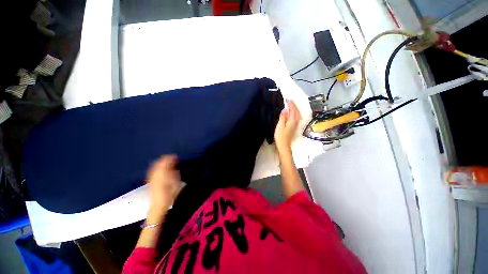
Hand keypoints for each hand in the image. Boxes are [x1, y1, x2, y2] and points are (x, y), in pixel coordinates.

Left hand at [146, 155, 180, 222]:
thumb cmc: (169, 195)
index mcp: (162, 176)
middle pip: (159, 164)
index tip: (175, 157)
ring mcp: (152, 178)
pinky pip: (153, 170)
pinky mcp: (150, 180)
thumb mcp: (175, 184)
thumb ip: (174, 174)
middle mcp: (155, 175)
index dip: (170, 159)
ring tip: (166, 160)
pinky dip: (157, 166)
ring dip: (160, 162)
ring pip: (155, 166)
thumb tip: (174, 167)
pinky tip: (159, 166)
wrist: (158, 205)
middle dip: (165, 159)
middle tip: (172, 157)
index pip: (165, 164)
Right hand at [274, 99, 300, 153]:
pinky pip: (296, 117)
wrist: (284, 145)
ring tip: (291, 105)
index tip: (288, 100)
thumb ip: (283, 117)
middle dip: (294, 106)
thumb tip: (285, 109)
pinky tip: (292, 113)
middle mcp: (296, 121)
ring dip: (295, 109)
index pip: (293, 110)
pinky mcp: (294, 127)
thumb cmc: (280, 136)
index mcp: (292, 120)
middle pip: (296, 112)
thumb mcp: (280, 126)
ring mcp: (295, 124)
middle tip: (289, 101)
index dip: (291, 105)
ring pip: (297, 114)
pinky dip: (294, 113)